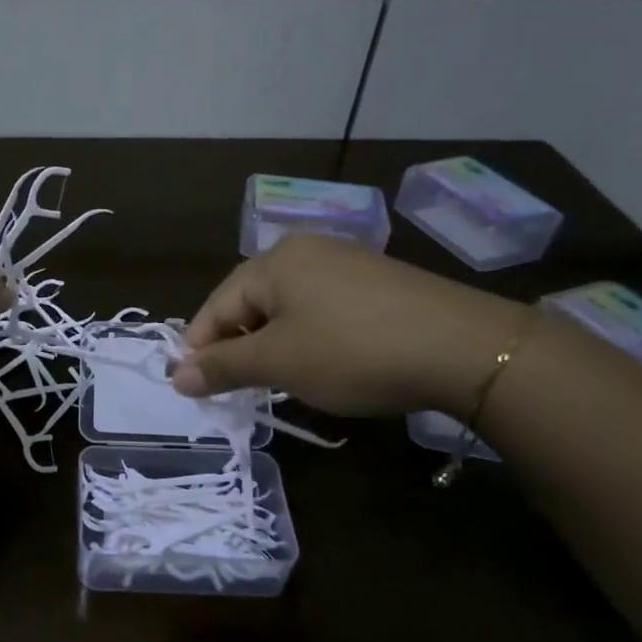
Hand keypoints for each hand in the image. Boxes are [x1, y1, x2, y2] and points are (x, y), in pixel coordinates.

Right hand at [170, 234, 529, 417]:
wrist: (465, 348)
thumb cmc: (352, 351)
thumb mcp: (278, 363)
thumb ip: (223, 368)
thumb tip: (176, 377)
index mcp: (274, 261)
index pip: (216, 307)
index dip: (199, 350)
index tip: (193, 390)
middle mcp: (306, 251)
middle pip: (250, 304)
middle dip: (237, 348)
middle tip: (235, 390)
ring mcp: (346, 264)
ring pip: (286, 309)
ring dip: (271, 347)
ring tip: (275, 383)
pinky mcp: (376, 283)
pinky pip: (321, 310)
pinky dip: (307, 339)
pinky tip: (320, 365)